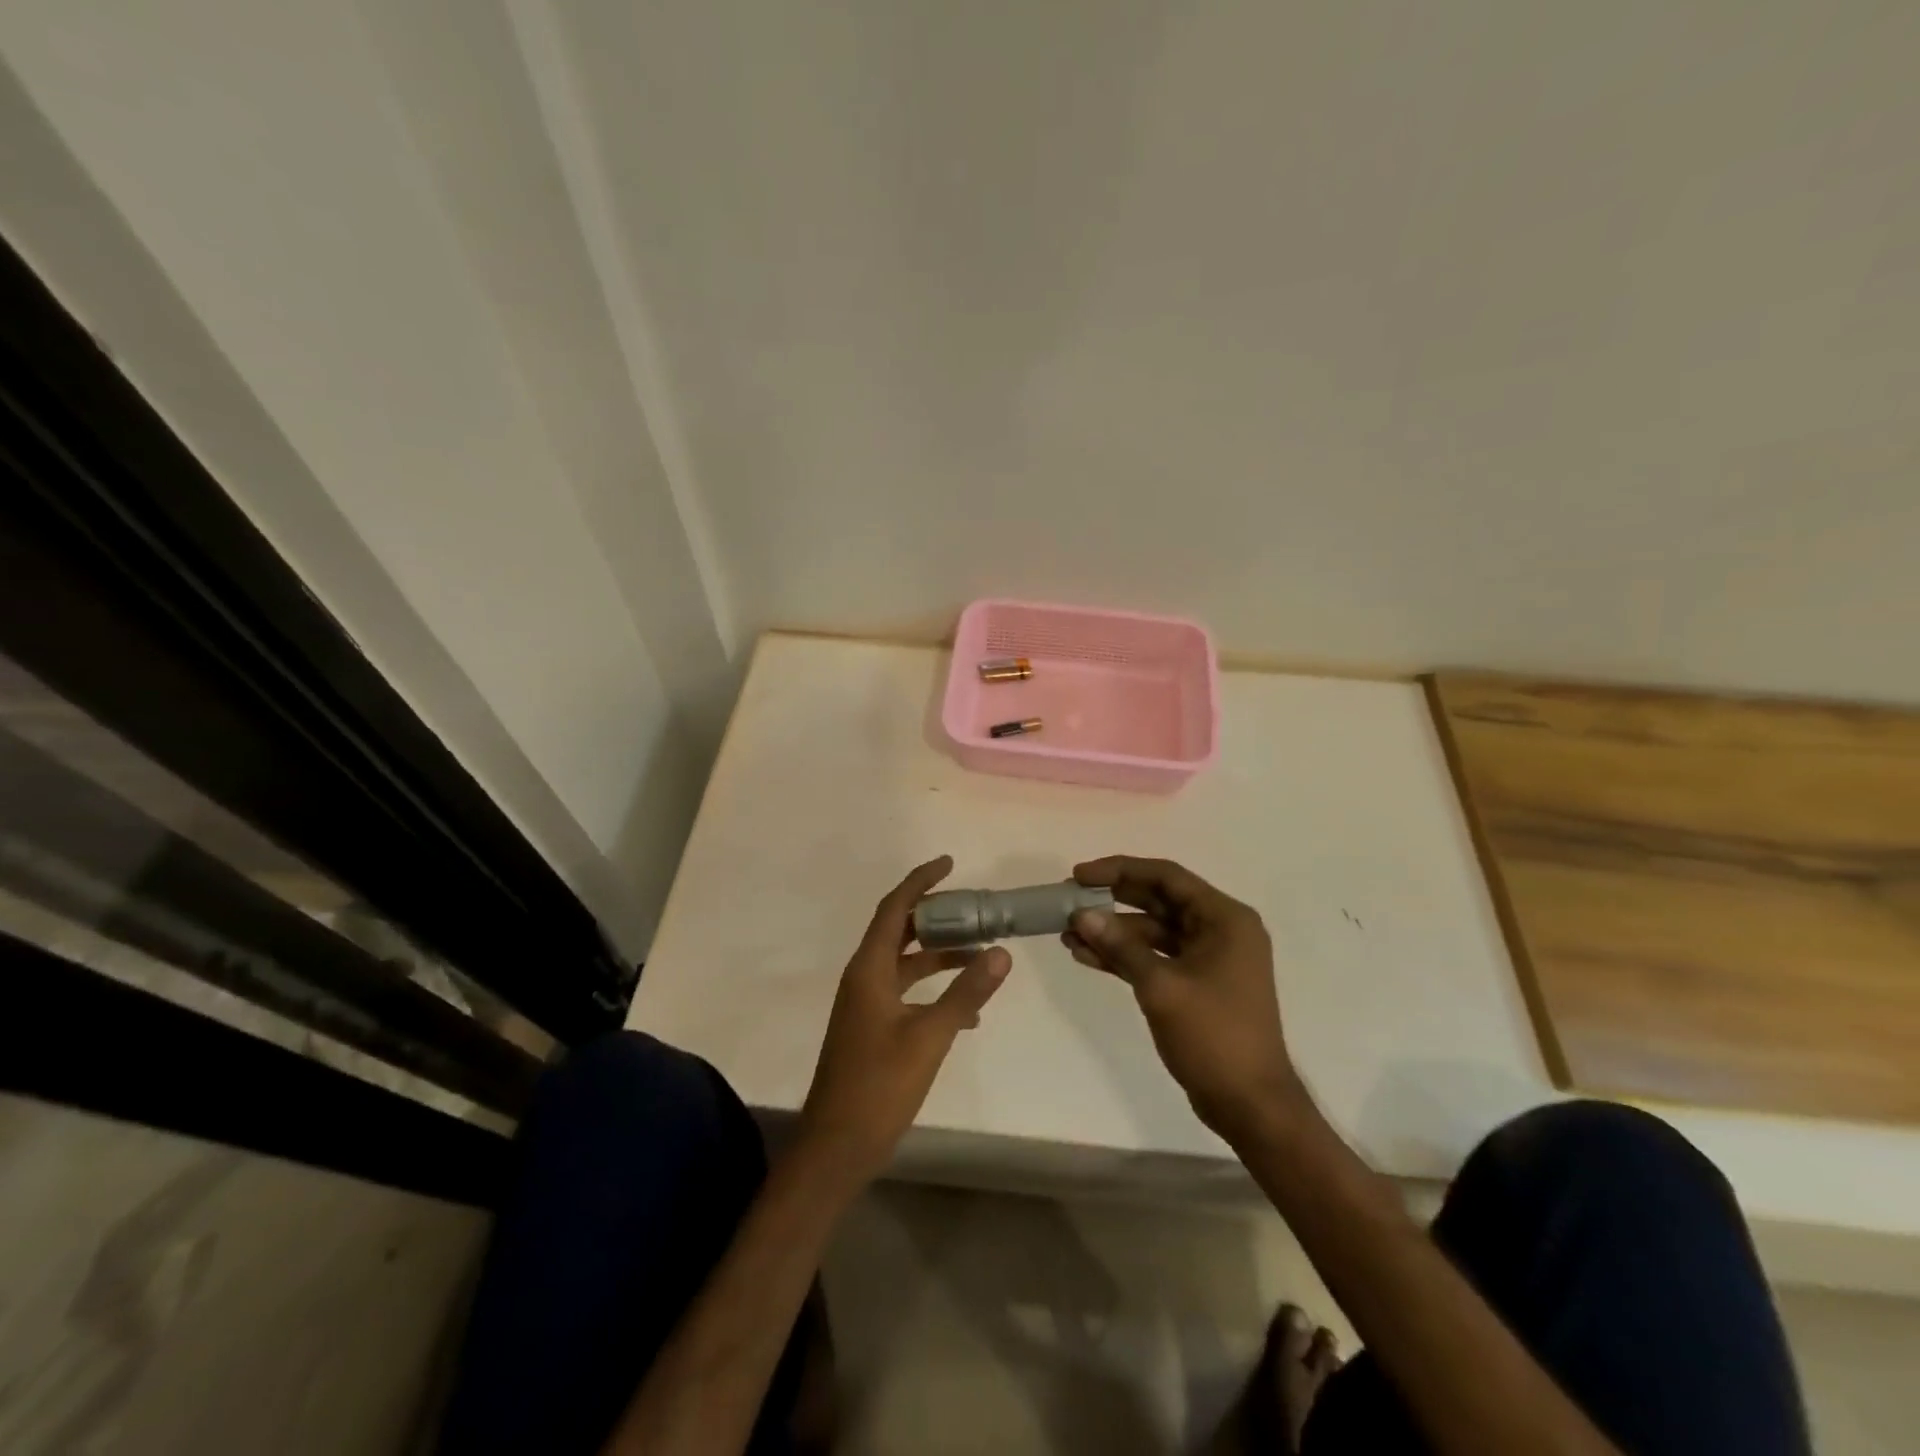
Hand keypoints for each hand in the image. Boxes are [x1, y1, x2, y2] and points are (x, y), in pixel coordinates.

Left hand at [796, 856, 1011, 1184]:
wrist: (837, 1147)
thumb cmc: (879, 1086)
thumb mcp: (930, 1036)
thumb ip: (966, 992)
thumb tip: (1002, 952)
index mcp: (869, 969)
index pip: (895, 908)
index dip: (920, 881)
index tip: (949, 863)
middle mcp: (864, 978)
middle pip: (900, 931)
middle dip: (936, 917)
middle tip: (975, 908)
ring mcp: (866, 1005)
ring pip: (906, 964)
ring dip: (940, 956)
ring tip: (982, 953)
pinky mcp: (872, 1028)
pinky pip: (907, 992)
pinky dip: (935, 990)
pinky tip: (969, 1011)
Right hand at [1065, 856, 1305, 1143]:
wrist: (1250, 1105)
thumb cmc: (1214, 1036)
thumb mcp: (1162, 987)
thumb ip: (1121, 946)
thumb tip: (1082, 915)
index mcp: (1224, 918)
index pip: (1166, 877)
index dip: (1120, 870)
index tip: (1080, 875)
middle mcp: (1219, 930)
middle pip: (1157, 900)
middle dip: (1112, 900)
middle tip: (1069, 899)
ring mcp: (1207, 958)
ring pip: (1152, 931)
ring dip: (1112, 932)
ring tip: (1068, 934)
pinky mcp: (1195, 984)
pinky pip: (1154, 957)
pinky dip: (1123, 956)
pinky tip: (1086, 956)